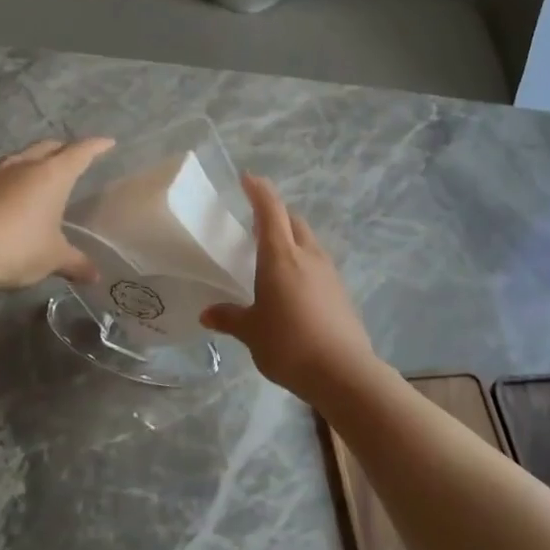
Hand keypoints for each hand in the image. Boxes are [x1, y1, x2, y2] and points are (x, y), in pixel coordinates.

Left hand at [0, 138, 114, 290]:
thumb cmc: (18, 249)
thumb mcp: (53, 259)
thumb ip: (75, 263)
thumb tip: (94, 275)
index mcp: (51, 176)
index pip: (80, 153)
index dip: (96, 147)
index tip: (107, 142)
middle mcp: (21, 165)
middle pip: (47, 147)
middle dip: (63, 149)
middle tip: (72, 158)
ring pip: (18, 158)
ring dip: (31, 164)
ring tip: (36, 178)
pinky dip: (6, 182)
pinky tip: (4, 199)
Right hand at [201, 175, 378, 405]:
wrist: (342, 371)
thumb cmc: (288, 344)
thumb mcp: (251, 332)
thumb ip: (230, 318)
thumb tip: (208, 314)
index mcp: (281, 256)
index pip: (270, 210)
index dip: (259, 191)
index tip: (248, 178)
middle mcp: (308, 256)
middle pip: (293, 221)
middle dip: (275, 215)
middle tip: (255, 223)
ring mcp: (329, 273)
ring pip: (309, 243)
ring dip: (291, 239)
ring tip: (273, 256)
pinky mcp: (341, 293)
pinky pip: (318, 266)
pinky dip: (303, 264)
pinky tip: (293, 286)